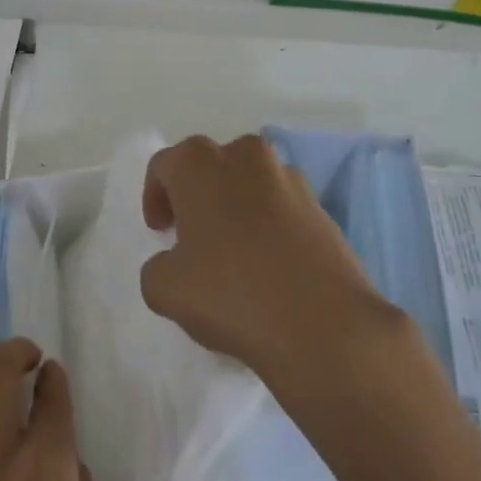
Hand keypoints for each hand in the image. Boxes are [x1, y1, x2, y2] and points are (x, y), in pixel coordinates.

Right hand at [139, 134, 405, 389]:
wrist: (325, 325)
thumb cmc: (232, 295)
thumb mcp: (164, 289)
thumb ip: (156, 266)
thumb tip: (174, 262)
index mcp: (200, 164)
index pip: (164, 165)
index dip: (155, 197)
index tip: (161, 232)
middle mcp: (246, 156)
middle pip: (210, 166)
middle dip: (197, 195)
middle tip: (191, 236)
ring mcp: (290, 178)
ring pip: (249, 182)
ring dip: (235, 206)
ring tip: (232, 252)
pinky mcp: (322, 207)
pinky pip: (281, 206)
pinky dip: (269, 224)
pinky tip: (267, 265)